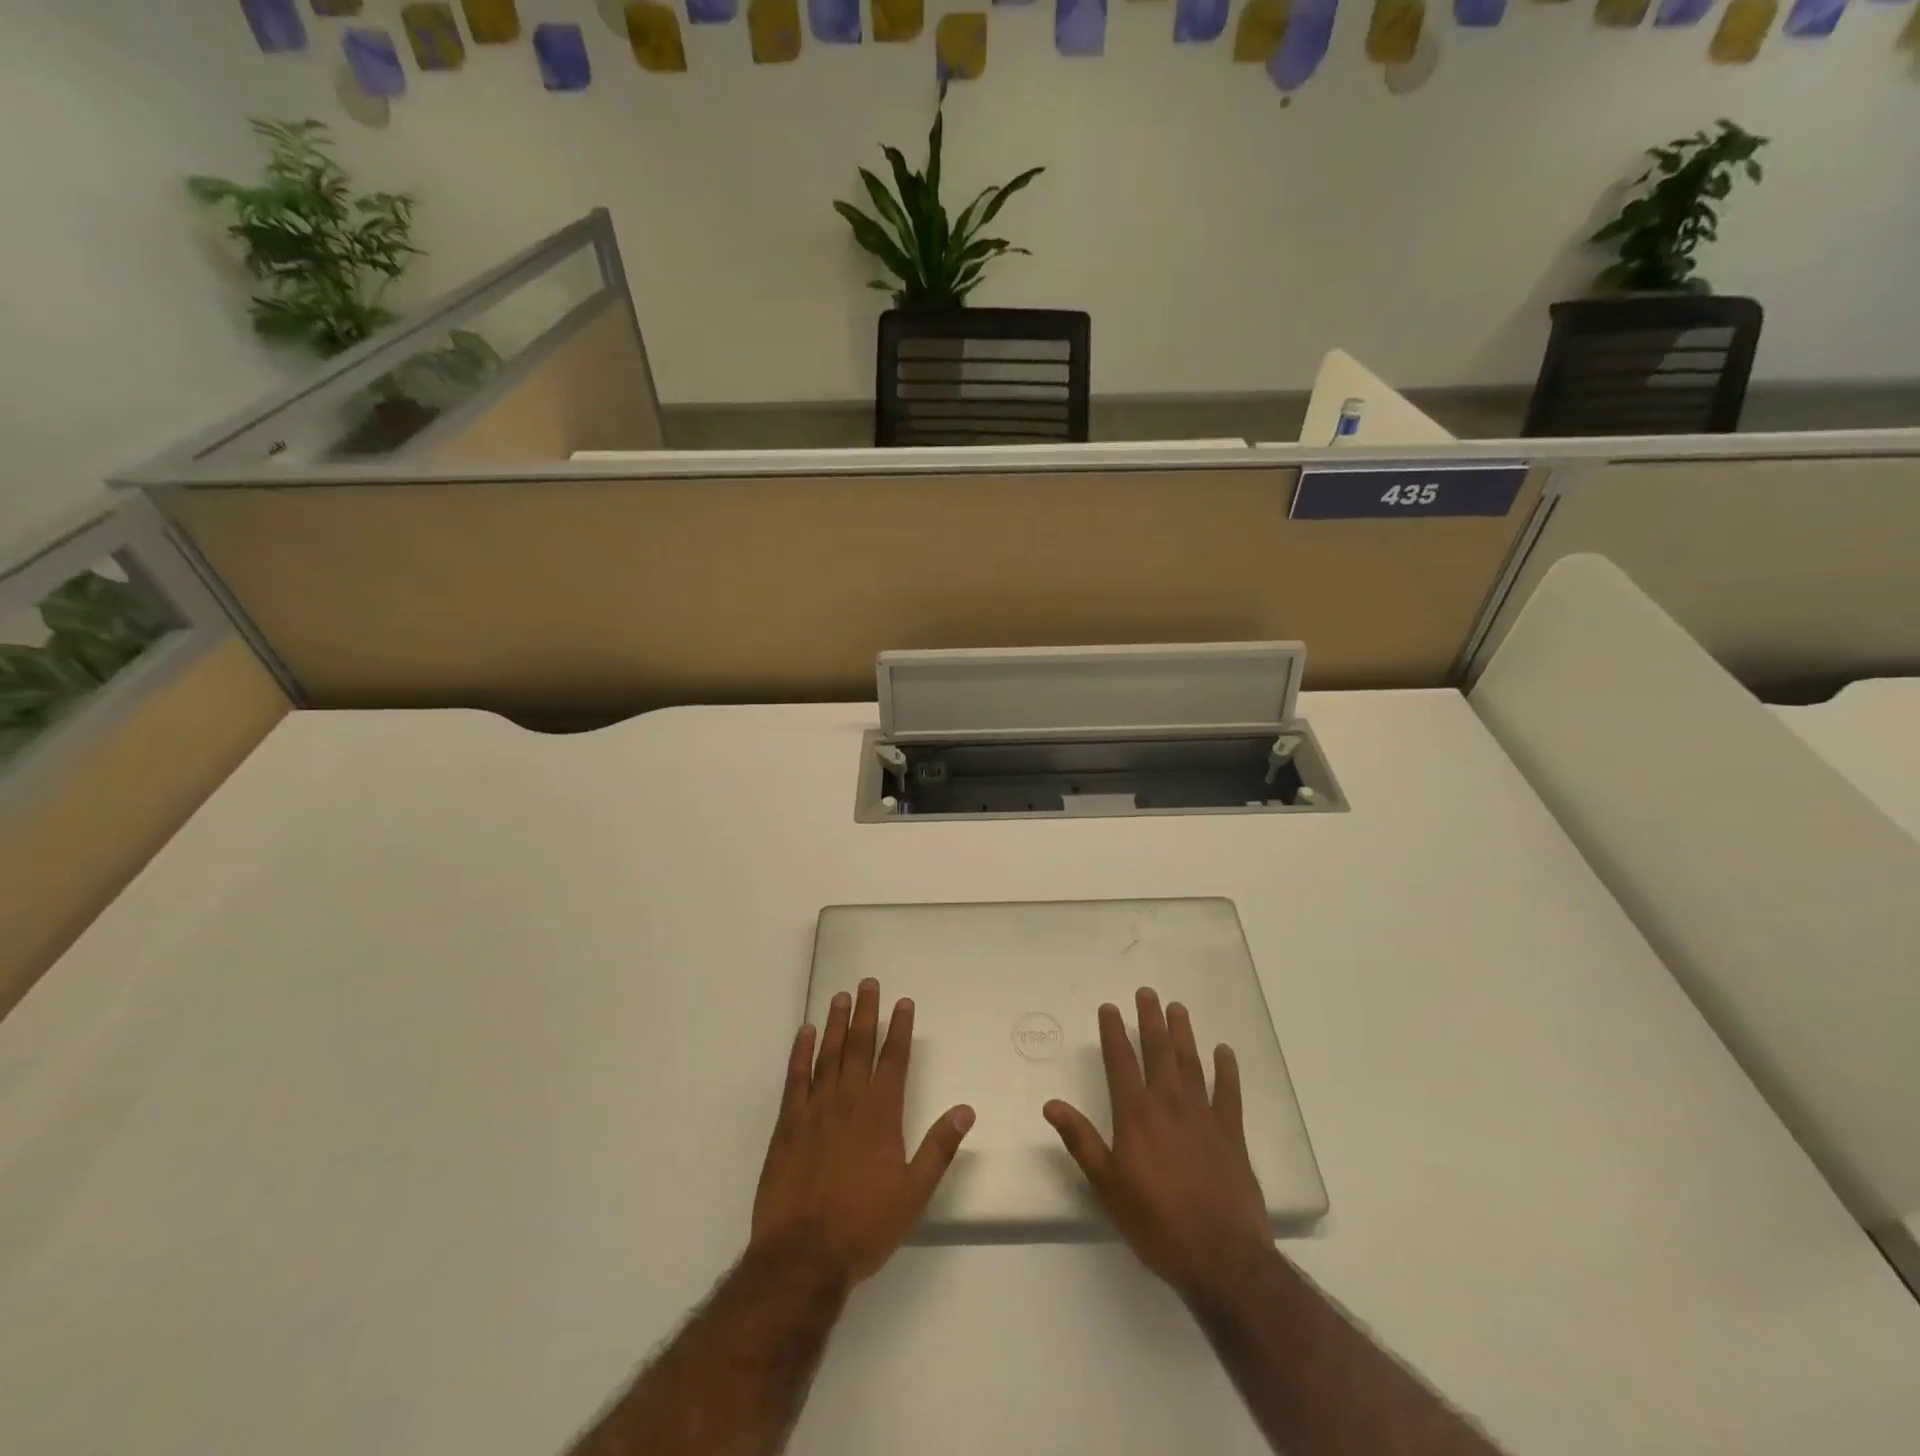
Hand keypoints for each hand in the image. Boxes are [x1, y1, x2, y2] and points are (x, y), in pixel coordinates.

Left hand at [752, 978, 974, 1285]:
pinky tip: (805, 1033)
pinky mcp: (787, 1125)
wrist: (802, 1256)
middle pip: (859, 1047)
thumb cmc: (864, 1226)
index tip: (903, 1002)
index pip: (893, 1060)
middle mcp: (848, 1102)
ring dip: (836, 1024)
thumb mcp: (914, 1193)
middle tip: (868, 983)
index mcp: (881, 1115)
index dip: (899, 1029)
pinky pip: (795, 1078)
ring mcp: (815, 1110)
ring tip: (841, 996)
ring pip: (828, 1055)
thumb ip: (939, 1148)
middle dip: (867, 1013)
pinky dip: (800, 1053)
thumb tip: (965, 1110)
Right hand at [1044, 987, 1271, 1298]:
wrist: (1222, 1256)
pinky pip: (1229, 1093)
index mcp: (1136, 1115)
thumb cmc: (1156, 1223)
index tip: (1110, 1008)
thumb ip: (1081, 1141)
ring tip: (1177, 1008)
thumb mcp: (1107, 1186)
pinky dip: (1226, 1070)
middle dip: (1150, 1020)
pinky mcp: (1232, 1134)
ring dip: (1183, 1034)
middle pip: (1158, 1052)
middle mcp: (1169, 1104)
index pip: (1121, 1061)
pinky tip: (1224, 1052)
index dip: (1113, 1032)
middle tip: (1148, 993)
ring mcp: (1204, 1116)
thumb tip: (1052, 1104)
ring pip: (1191, 1063)